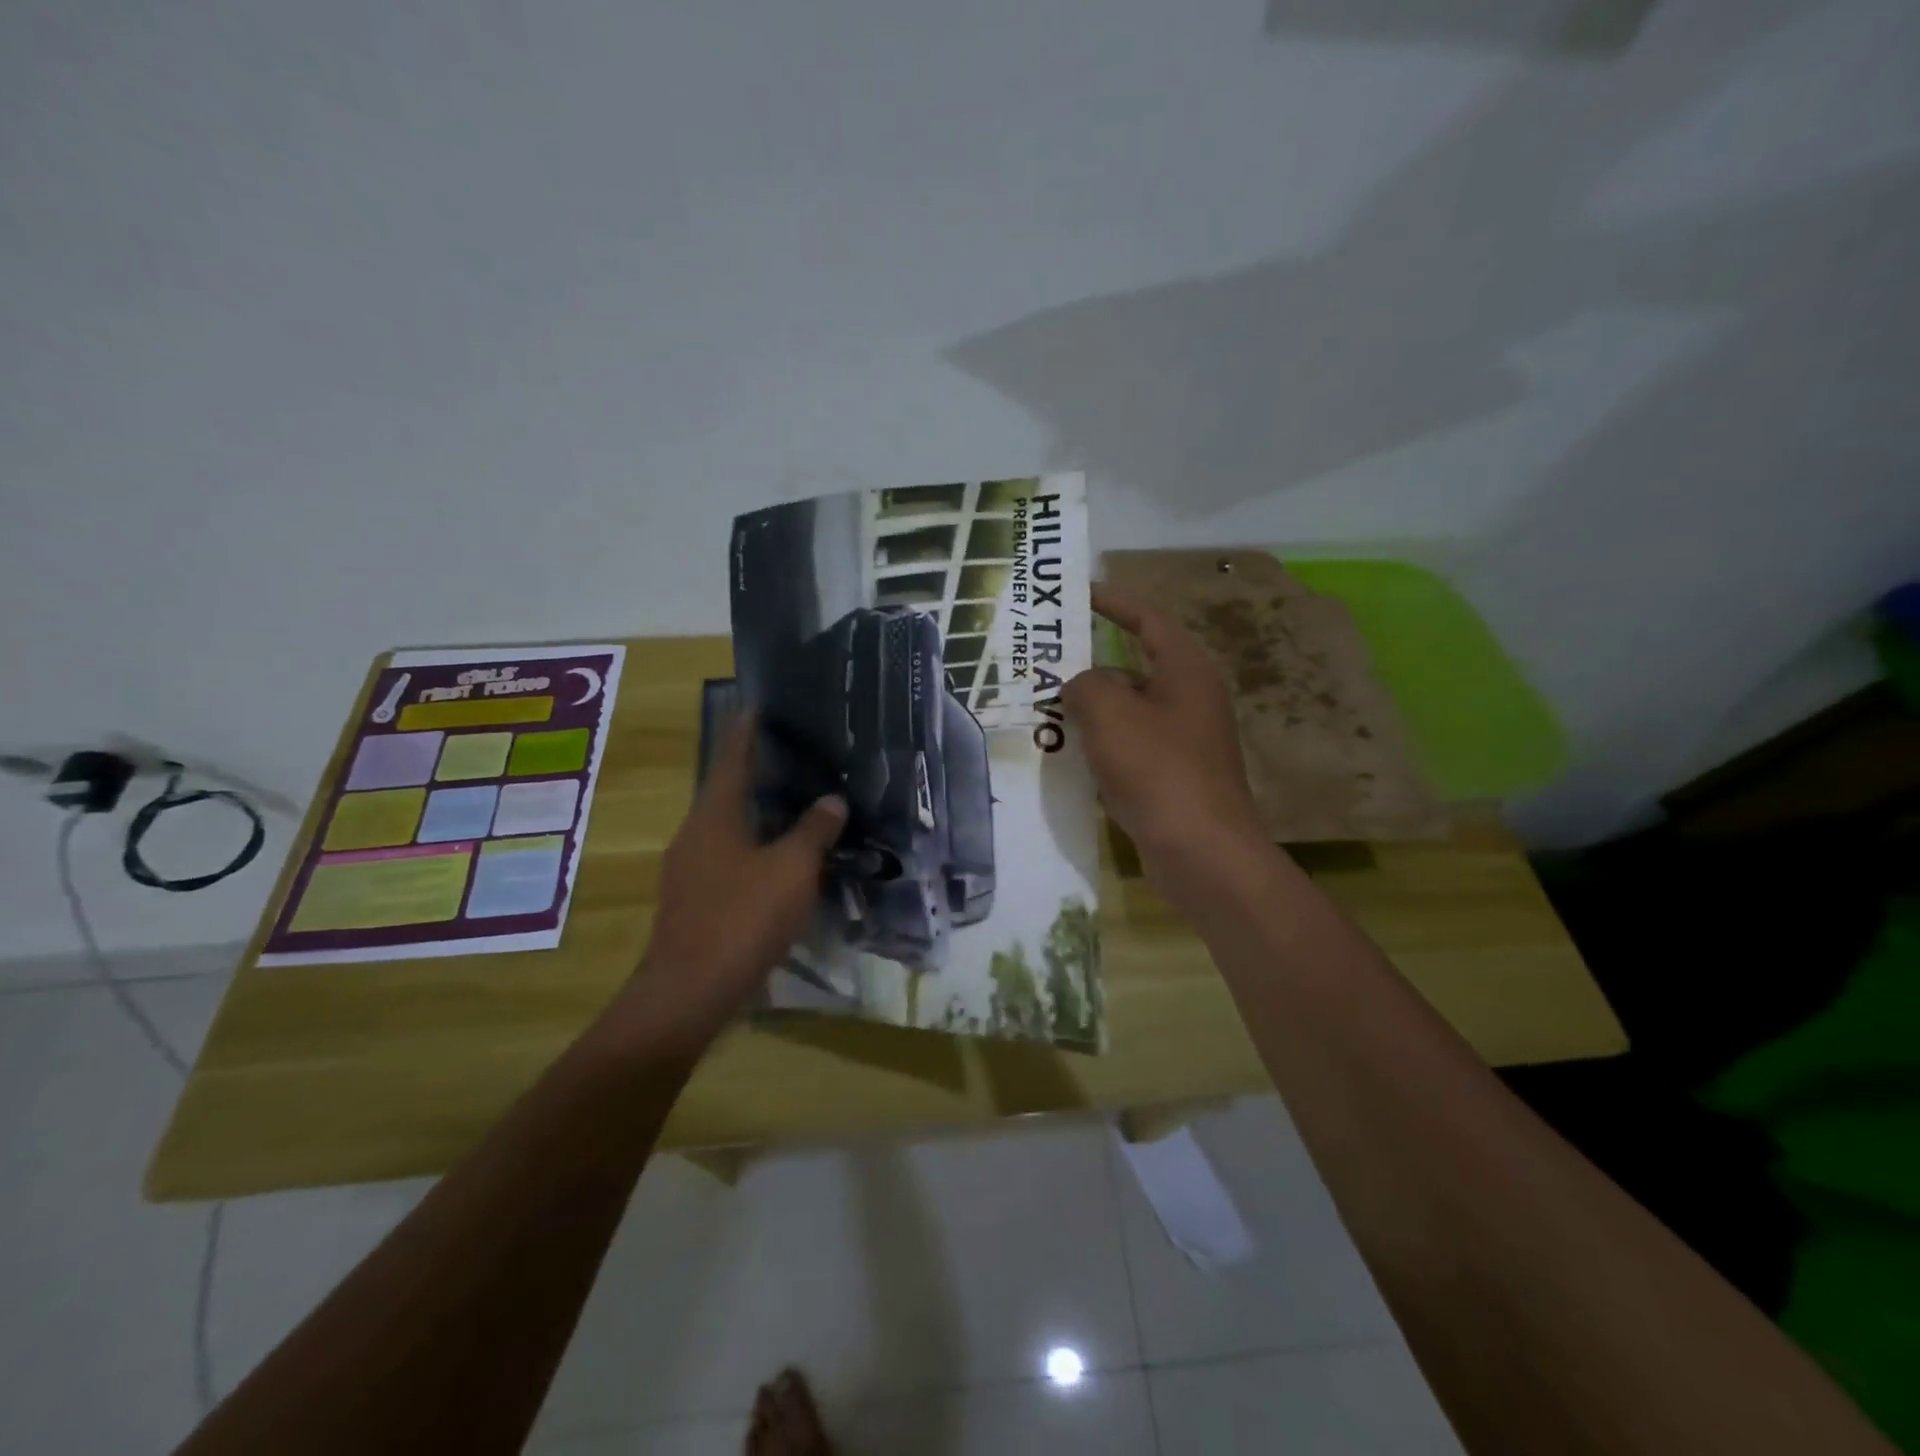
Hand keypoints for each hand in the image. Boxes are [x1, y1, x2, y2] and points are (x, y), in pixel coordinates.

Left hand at [610, 715, 845, 1053]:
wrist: (689, 992)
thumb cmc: (742, 918)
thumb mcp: (792, 869)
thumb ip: (814, 831)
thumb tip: (832, 800)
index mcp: (714, 815)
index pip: (732, 758)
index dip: (746, 731)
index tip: (757, 705)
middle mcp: (695, 834)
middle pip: (727, 791)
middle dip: (757, 772)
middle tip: (794, 755)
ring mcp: (689, 869)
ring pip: (728, 827)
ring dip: (757, 813)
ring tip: (795, 804)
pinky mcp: (694, 900)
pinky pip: (728, 858)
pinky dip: (754, 847)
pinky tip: (780, 861)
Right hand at [1064, 585, 1266, 887]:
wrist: (1201, 852)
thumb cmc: (1158, 769)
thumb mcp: (1111, 714)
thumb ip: (1086, 684)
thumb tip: (1081, 685)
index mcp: (1185, 671)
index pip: (1147, 620)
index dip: (1114, 602)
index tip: (1079, 594)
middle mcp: (1190, 699)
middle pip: (1133, 668)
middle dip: (1090, 667)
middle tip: (1044, 666)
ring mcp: (1184, 740)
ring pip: (1128, 712)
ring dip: (1091, 711)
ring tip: (1045, 711)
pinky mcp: (1173, 776)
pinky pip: (1130, 747)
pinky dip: (1102, 746)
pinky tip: (1069, 757)